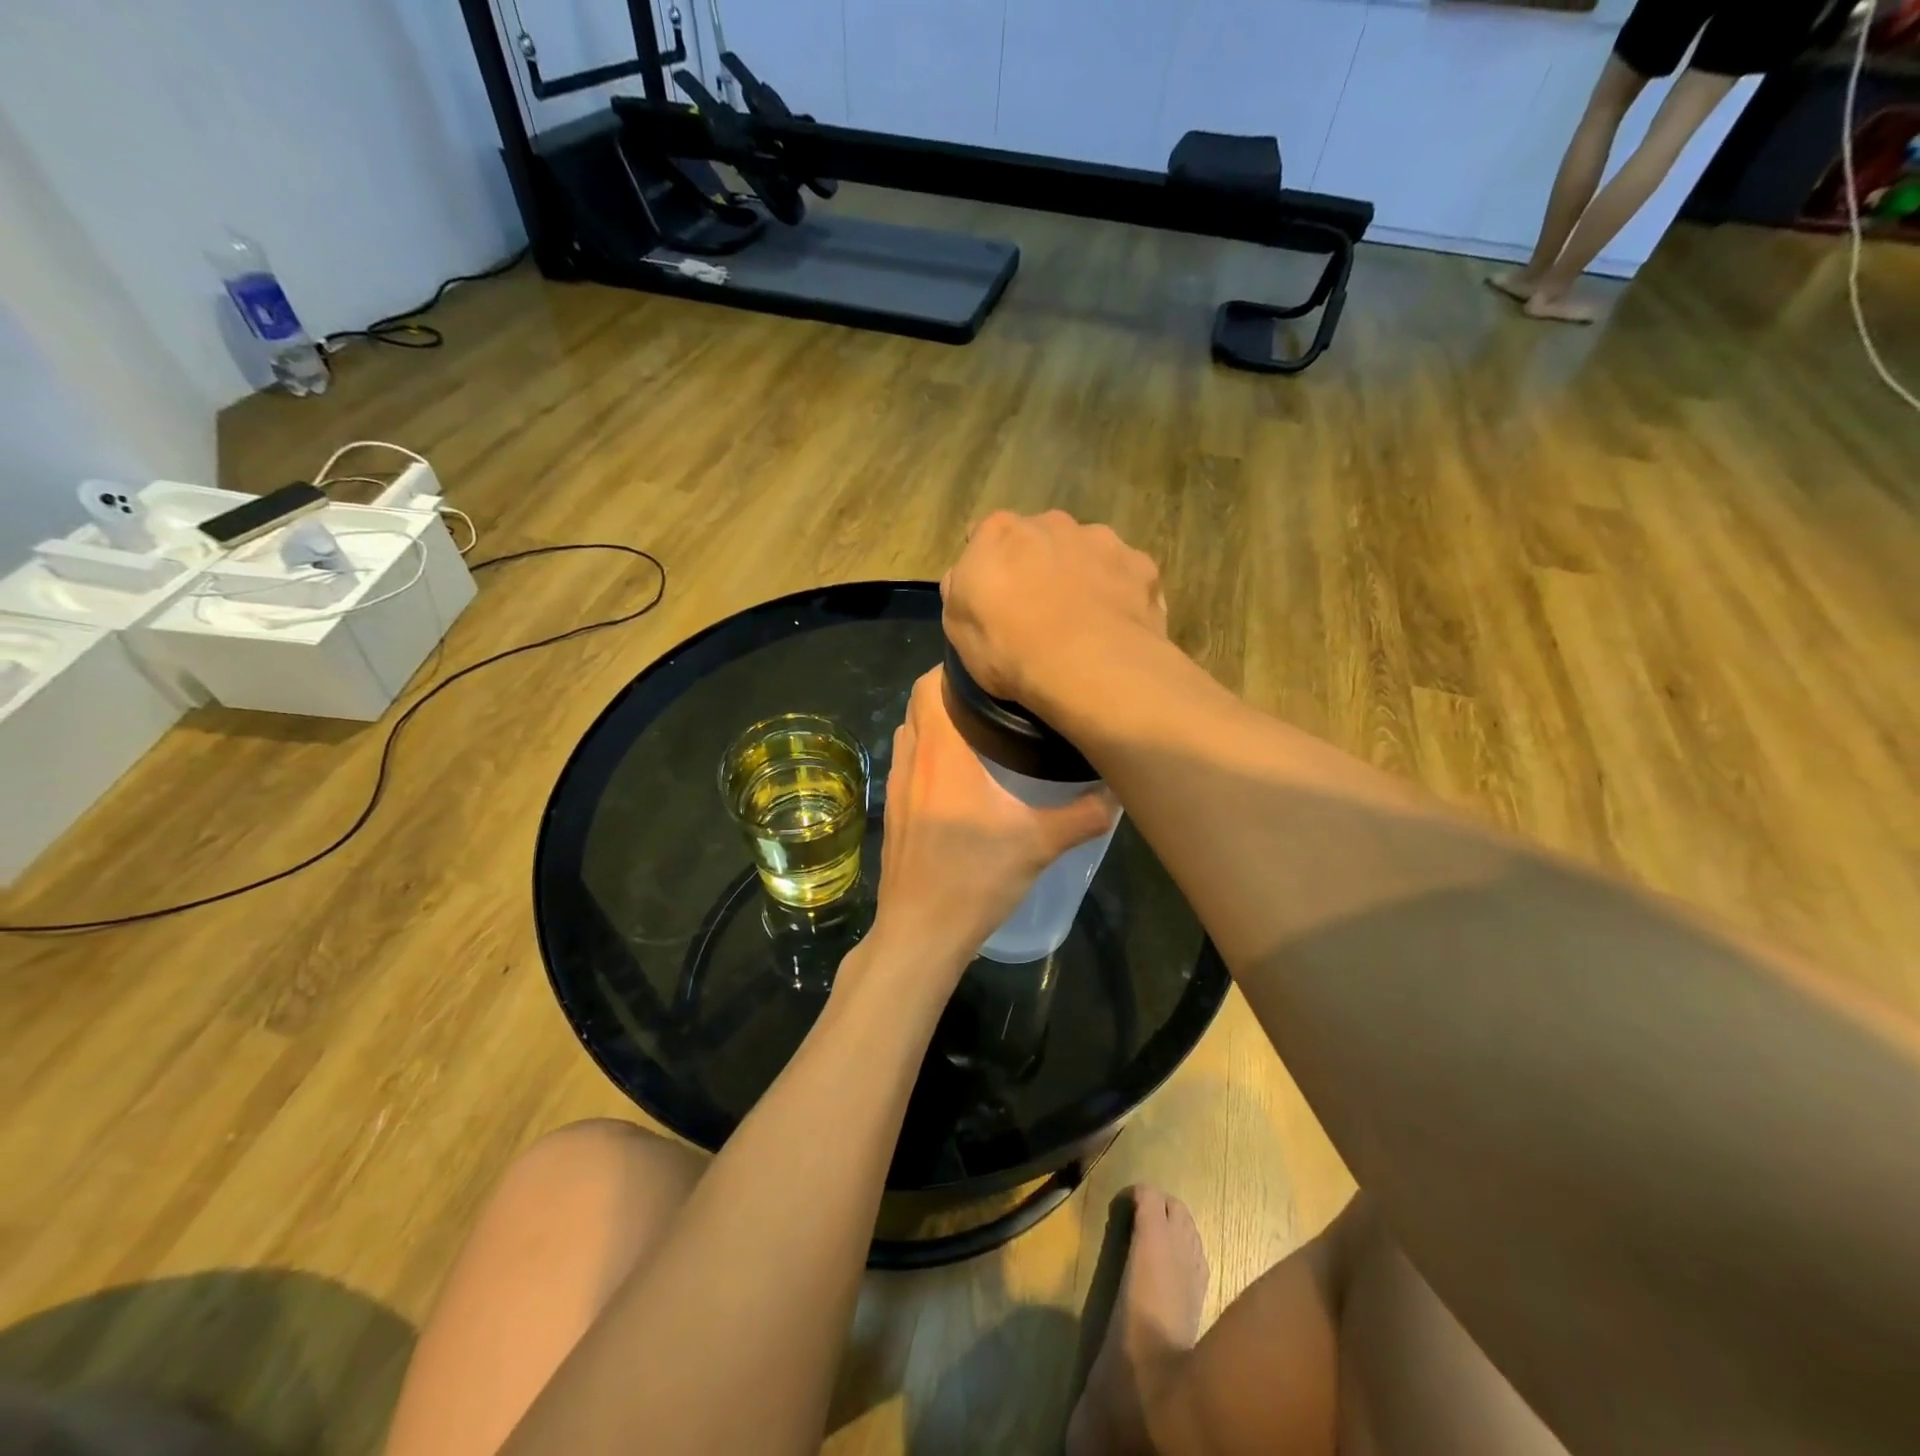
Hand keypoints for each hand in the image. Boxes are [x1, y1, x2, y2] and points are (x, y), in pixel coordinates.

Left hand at [865, 667, 1116, 982]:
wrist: (921, 932)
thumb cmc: (975, 879)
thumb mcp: (1039, 845)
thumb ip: (1083, 815)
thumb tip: (1119, 792)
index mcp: (942, 752)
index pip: (929, 685)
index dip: (953, 669)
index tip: (990, 673)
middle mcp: (912, 760)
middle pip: (918, 704)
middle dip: (948, 694)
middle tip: (992, 702)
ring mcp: (896, 787)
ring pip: (909, 734)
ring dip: (935, 725)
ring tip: (976, 732)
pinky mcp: (892, 812)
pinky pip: (906, 764)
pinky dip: (926, 756)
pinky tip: (956, 779)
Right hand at [941, 510, 1166, 705]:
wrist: (1088, 667)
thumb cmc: (1009, 650)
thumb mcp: (957, 629)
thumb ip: (961, 591)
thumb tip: (968, 578)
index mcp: (999, 533)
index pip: (985, 534)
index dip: (989, 565)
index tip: (994, 597)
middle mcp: (1052, 523)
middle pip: (1040, 538)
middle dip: (1039, 564)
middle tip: (1040, 611)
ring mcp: (1102, 540)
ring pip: (1086, 552)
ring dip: (1082, 575)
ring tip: (1083, 623)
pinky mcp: (1141, 566)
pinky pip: (1125, 576)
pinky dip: (1119, 594)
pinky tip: (1116, 628)